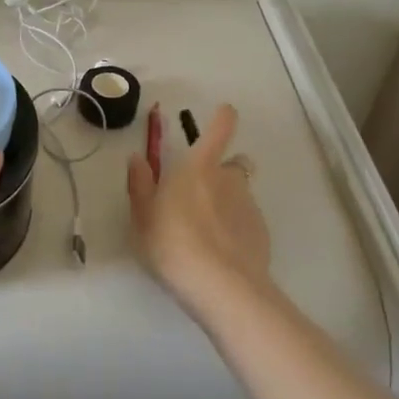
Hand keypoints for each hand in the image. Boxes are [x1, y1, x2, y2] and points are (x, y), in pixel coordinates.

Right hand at [127, 104, 273, 324]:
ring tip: (209, 228)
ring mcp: (249, 206)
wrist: (221, 286)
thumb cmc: (172, 244)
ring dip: (229, 200)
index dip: (223, 118)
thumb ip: (140, 184)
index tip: (225, 111)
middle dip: (223, 170)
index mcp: (198, 167)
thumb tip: (138, 158)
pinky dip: (236, 227)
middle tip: (201, 193)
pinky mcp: (261, 232)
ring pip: (240, 193)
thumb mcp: (143, 216)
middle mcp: (229, 178)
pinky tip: (221, 250)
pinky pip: (247, 220)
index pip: (219, 130)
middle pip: (234, 163)